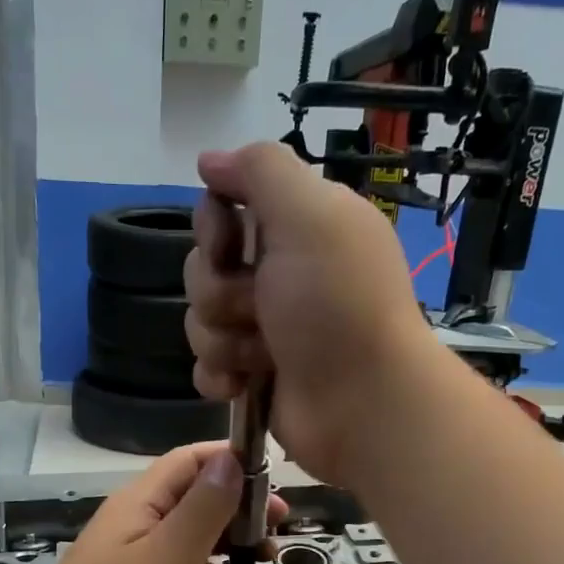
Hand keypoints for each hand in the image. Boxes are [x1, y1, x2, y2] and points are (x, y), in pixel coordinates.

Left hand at [3, 443, 286, 563]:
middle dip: (237, 505)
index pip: (188, 460)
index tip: (277, 482)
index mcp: (136, 504)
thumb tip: (230, 458)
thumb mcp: (171, 555)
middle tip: (279, 530)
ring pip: (185, 538)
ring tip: (262, 558)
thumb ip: (204, 506)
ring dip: (224, 540)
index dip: (232, 460)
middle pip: (190, 498)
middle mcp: (131, 528)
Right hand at [185, 142, 441, 484]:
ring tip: (262, 355)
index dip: (213, 228)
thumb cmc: (337, 305)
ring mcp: (266, 328)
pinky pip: (205, 366)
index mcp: (298, 228)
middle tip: (259, 309)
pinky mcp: (254, 375)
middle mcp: (280, 274)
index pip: (222, 210)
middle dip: (219, 292)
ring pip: (201, 319)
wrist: (362, 404)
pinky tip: (242, 385)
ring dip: (223, 339)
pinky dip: (219, 376)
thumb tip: (209, 159)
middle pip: (204, 268)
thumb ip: (260, 170)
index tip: (229, 245)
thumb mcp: (310, 215)